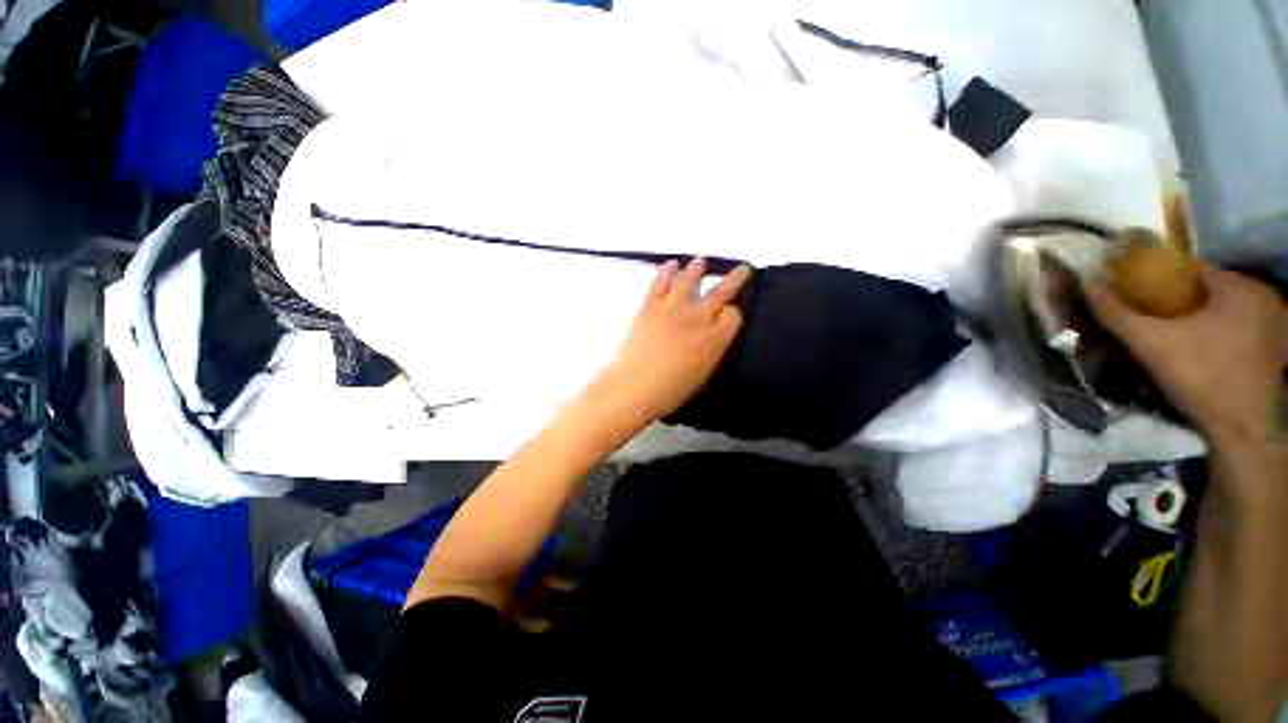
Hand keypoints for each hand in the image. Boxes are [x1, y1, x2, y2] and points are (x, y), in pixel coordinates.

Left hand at [584, 258, 750, 433]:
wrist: (633, 386)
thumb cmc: (669, 391)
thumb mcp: (702, 376)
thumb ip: (713, 351)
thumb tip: (716, 335)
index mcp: (713, 340)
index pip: (733, 316)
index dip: (735, 313)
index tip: (732, 313)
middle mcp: (696, 319)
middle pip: (720, 293)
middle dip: (734, 280)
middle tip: (742, 269)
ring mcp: (671, 309)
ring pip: (688, 281)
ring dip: (696, 269)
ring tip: (701, 261)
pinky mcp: (649, 307)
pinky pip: (659, 284)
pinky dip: (665, 272)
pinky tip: (670, 265)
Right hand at [1085, 269, 1285, 446]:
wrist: (1244, 430)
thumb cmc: (1201, 377)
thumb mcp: (1151, 344)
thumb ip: (1117, 313)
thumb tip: (1088, 283)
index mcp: (1239, 286)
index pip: (1193, 273)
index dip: (1164, 286)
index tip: (1145, 306)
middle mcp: (1264, 296)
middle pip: (1212, 294)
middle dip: (1185, 306)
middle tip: (1160, 328)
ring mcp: (1278, 325)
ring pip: (1229, 314)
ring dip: (1205, 323)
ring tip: (1181, 345)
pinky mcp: (1279, 351)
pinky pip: (1245, 333)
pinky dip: (1225, 339)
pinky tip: (1209, 359)